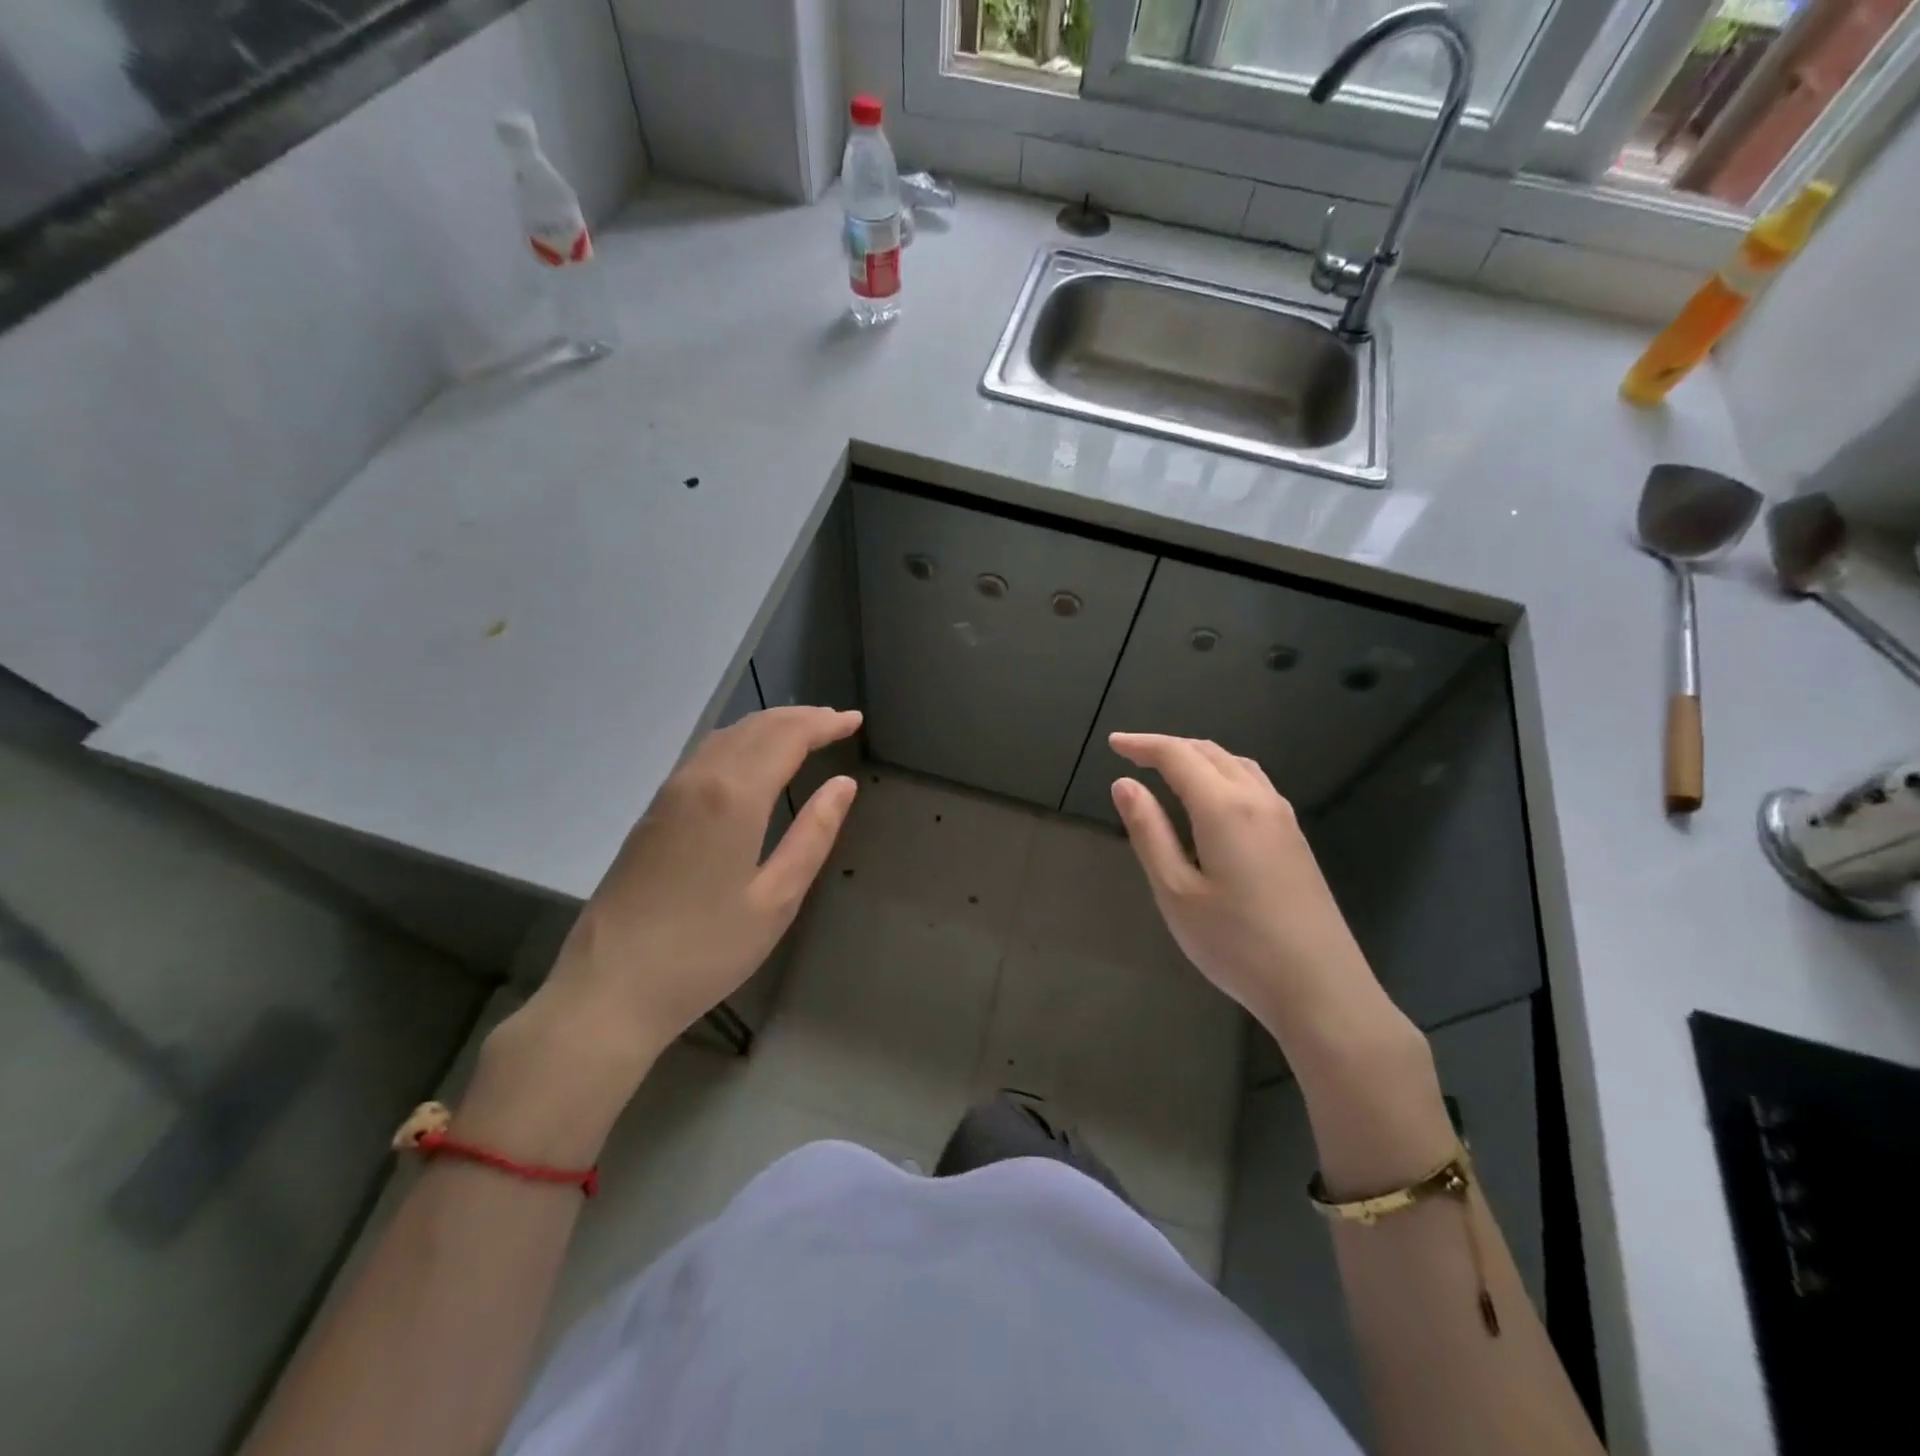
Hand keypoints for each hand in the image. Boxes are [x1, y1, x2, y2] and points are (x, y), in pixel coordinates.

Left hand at [510, 706, 861, 1073]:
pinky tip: (752, 760)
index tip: (855, 720)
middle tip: (837, 721)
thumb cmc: (705, 951)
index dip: (824, 724)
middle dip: (800, 718)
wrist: (609, 989)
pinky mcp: (653, 813)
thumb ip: (813, 835)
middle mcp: (699, 780)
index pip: (786, 737)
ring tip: (804, 732)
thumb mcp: (776, 899)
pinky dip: (740, 742)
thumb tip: (843, 785)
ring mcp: (669, 794)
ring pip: (725, 737)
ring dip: (768, 726)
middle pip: (755, 727)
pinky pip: (705, 756)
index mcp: (733, 798)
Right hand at [1107, 733, 1404, 1063]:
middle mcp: (1258, 800)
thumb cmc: (1237, 944)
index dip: (1143, 745)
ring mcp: (1284, 818)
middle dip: (1169, 746)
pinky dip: (1223, 773)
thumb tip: (1124, 784)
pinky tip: (1213, 798)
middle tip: (1133, 755)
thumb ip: (1149, 832)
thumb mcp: (1176, 892)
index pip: (1178, 756)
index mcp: (1224, 808)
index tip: (1113, 744)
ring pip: (1237, 764)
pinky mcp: (1296, 839)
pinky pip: (1255, 783)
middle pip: (1210, 752)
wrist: (1320, 988)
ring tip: (1169, 769)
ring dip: (1199, 756)